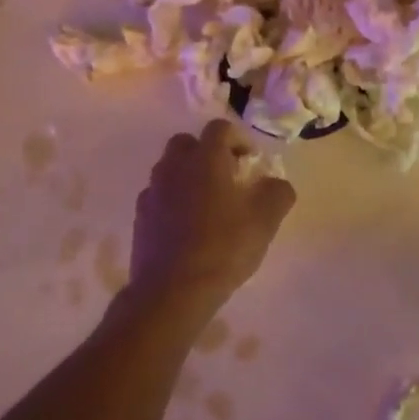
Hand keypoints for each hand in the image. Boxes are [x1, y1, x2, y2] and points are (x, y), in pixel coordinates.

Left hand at [129, 120, 295, 313]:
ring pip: (170, 170)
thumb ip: (278, 192)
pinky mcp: (140, 217)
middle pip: (187, 144)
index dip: (238, 139)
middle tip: (227, 178)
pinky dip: (173, 201)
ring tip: (207, 205)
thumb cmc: (224, 247)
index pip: (219, 128)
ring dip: (188, 177)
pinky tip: (187, 227)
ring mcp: (153, 192)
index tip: (251, 163)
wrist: (172, 291)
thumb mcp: (266, 219)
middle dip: (207, 153)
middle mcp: (174, 167)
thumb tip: (275, 183)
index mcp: (205, 159)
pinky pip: (159, 197)